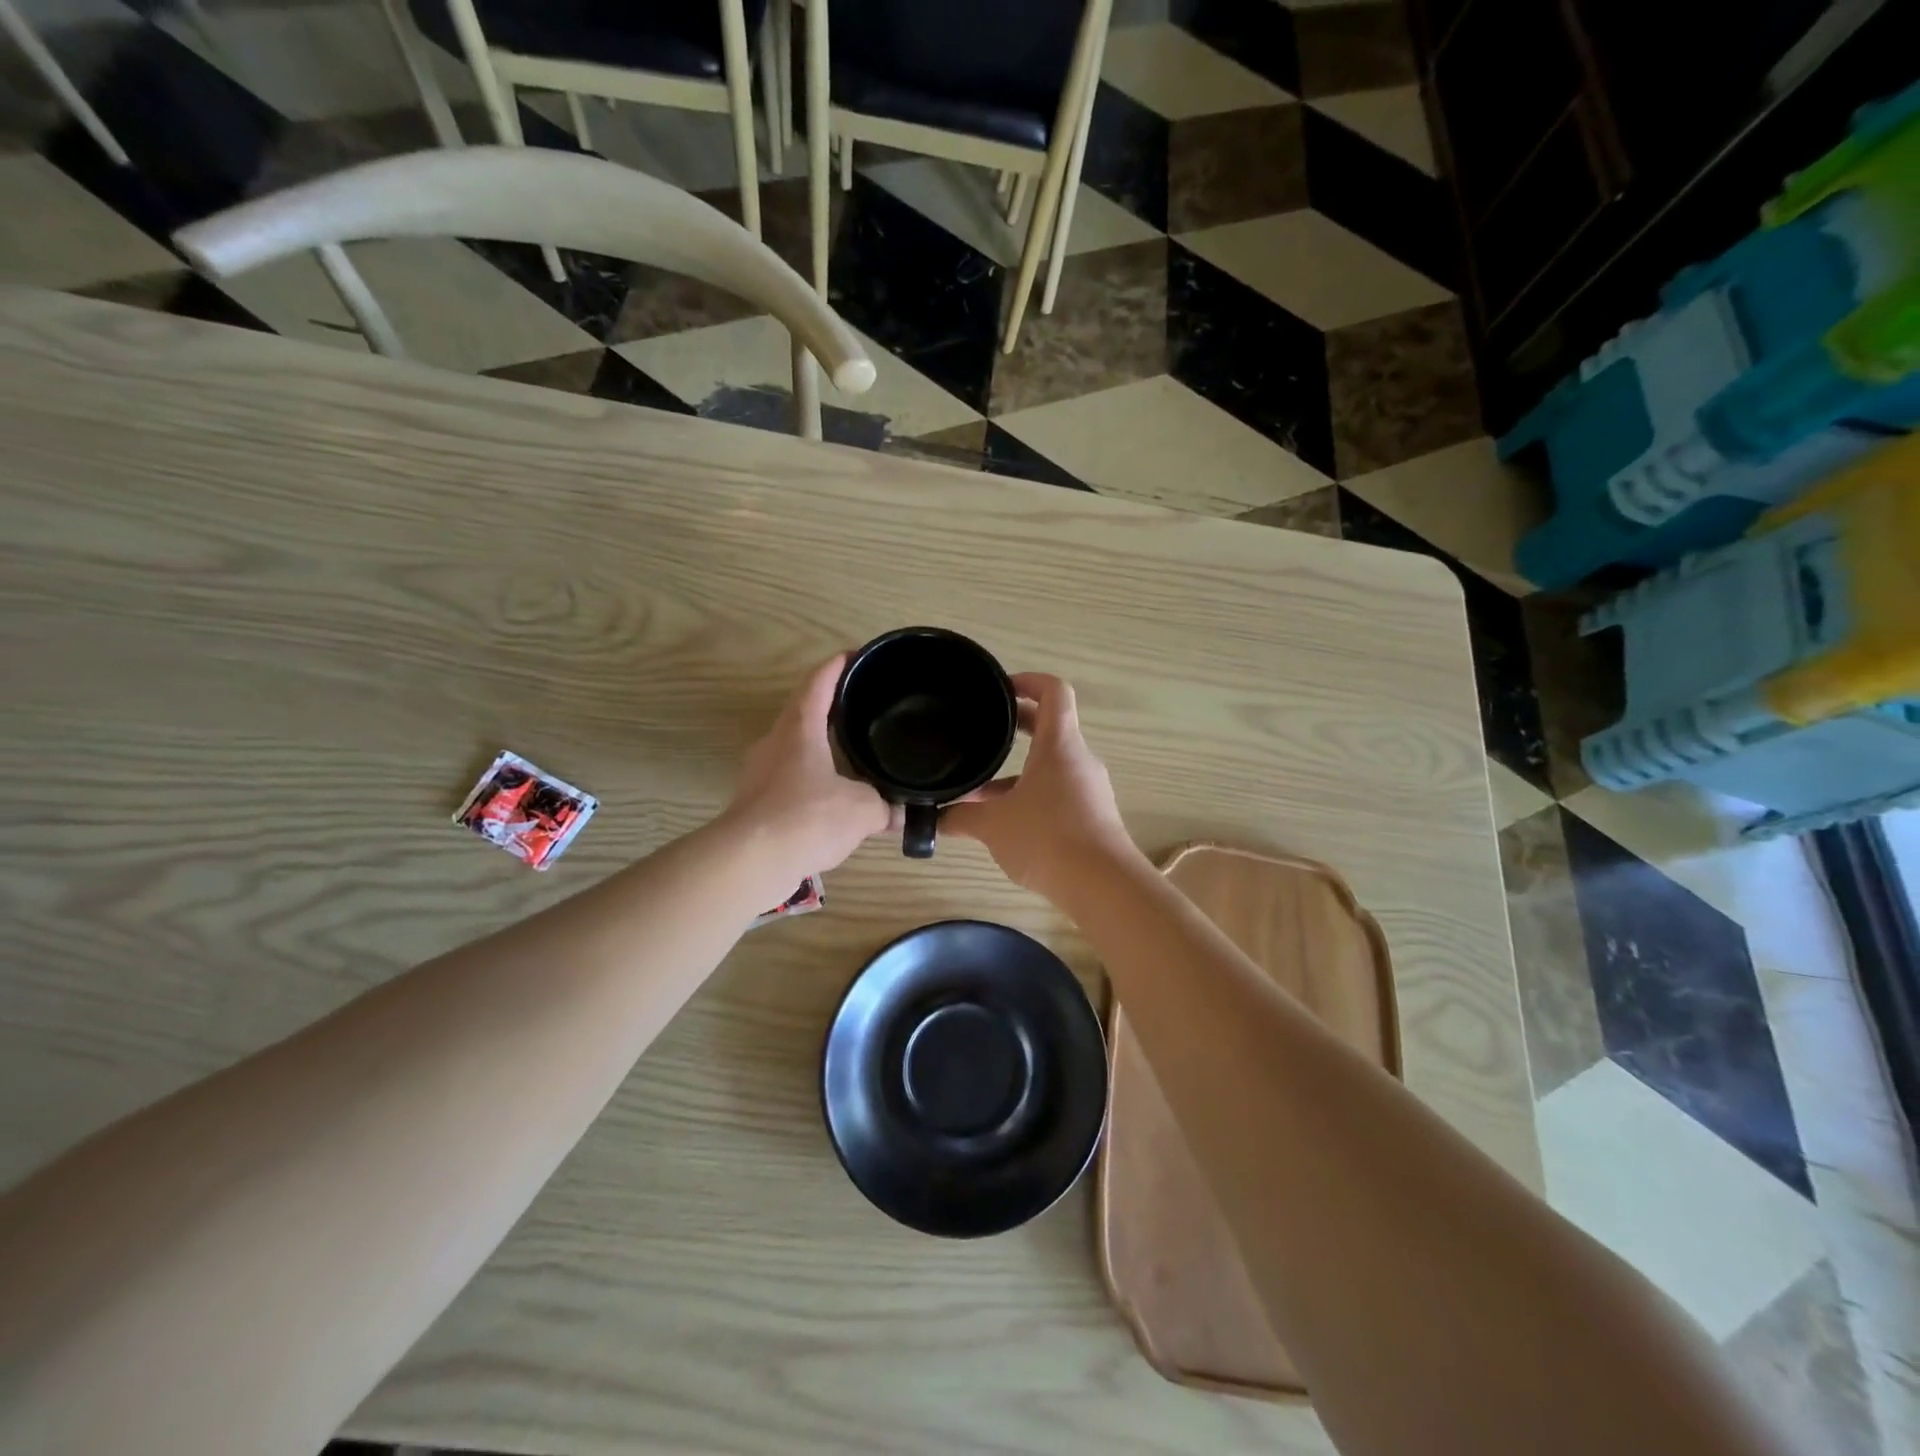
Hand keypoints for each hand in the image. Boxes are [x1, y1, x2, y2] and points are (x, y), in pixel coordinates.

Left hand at [721, 653, 893, 879]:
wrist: (750, 860)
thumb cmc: (807, 817)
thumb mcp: (861, 809)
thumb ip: (885, 806)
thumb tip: (902, 814)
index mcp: (800, 728)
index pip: (818, 682)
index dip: (838, 665)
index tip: (855, 655)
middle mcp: (775, 742)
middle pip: (802, 712)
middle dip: (830, 708)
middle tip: (861, 709)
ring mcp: (759, 772)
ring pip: (794, 749)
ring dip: (820, 749)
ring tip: (850, 757)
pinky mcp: (754, 802)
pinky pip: (788, 781)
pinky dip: (811, 783)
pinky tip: (831, 802)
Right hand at [943, 673, 1137, 899]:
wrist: (1103, 885)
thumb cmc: (1047, 838)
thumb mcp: (993, 825)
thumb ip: (961, 816)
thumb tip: (934, 819)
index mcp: (1059, 745)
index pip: (1054, 691)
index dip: (1028, 681)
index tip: (1000, 689)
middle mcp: (1079, 759)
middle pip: (1050, 727)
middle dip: (1015, 726)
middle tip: (983, 729)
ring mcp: (1090, 789)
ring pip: (1051, 766)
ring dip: (1018, 770)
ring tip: (982, 789)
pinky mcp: (1093, 817)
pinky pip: (1059, 793)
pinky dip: (1032, 796)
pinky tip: (1007, 822)